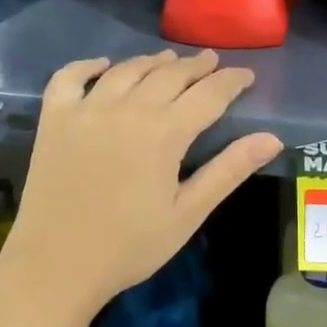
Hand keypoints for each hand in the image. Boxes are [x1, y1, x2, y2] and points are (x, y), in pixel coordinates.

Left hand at [0, 49, 282, 316]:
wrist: (55, 267)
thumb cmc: (129, 246)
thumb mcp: (187, 213)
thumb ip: (229, 170)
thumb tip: (272, 138)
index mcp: (164, 132)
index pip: (208, 94)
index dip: (231, 81)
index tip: (246, 74)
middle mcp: (127, 108)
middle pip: (169, 74)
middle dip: (195, 66)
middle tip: (210, 61)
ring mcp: (86, 109)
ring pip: (126, 70)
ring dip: (152, 61)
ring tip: (168, 59)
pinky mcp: (54, 118)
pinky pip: (69, 77)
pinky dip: (88, 65)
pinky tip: (103, 66)